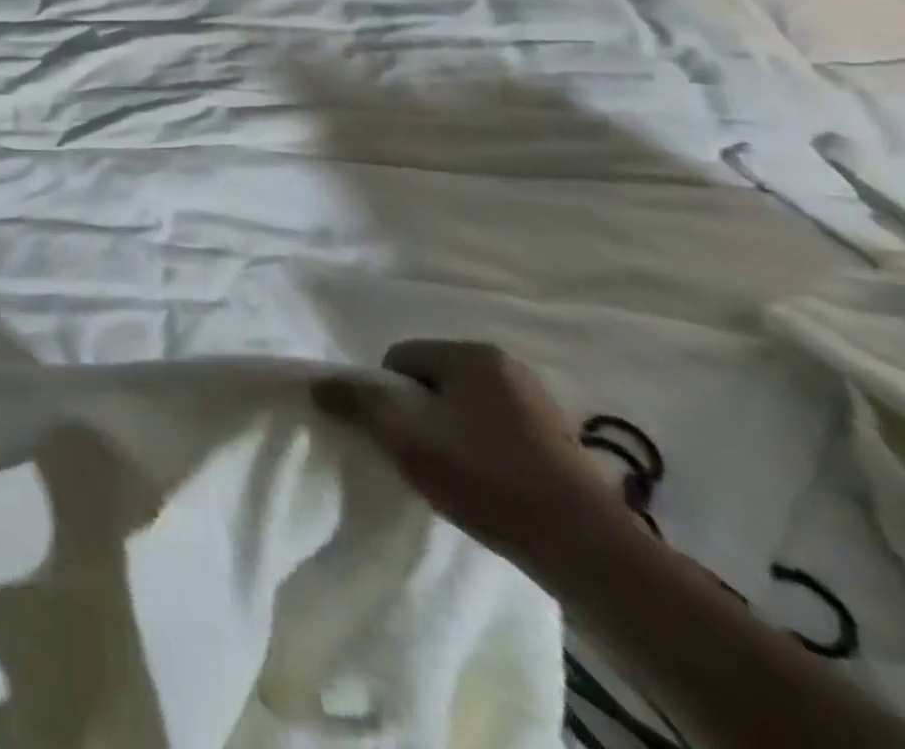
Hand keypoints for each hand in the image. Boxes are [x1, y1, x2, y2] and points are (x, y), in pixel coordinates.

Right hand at [313, 339, 627, 571]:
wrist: (586, 551)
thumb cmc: (485, 476)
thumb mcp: (405, 435)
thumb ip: (357, 402)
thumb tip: (318, 383)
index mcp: (473, 354)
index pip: (400, 359)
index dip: (385, 396)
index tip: (395, 436)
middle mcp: (507, 366)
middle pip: (431, 381)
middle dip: (417, 413)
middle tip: (418, 455)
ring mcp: (538, 404)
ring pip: (463, 408)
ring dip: (448, 433)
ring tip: (452, 474)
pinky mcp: (559, 441)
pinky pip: (495, 431)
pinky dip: (481, 451)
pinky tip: (485, 484)